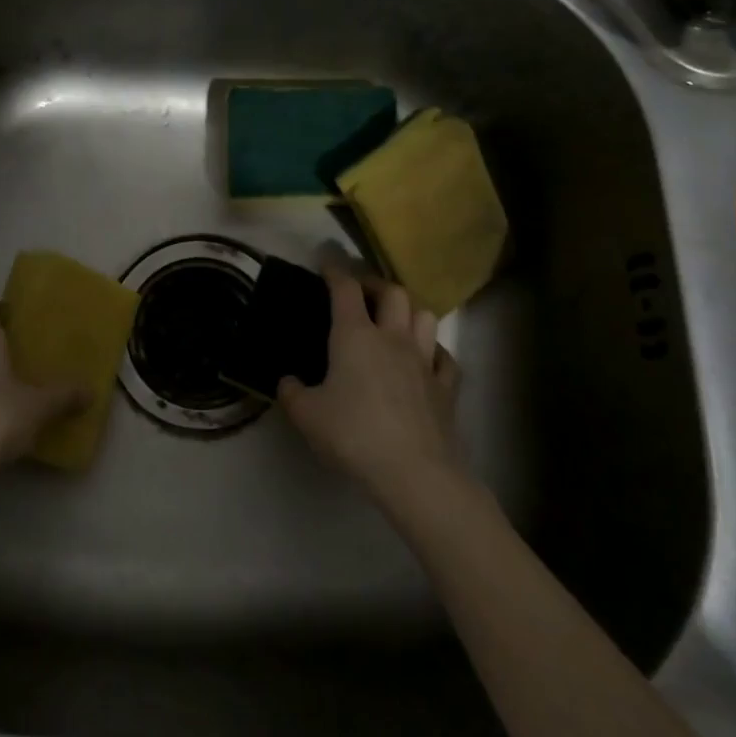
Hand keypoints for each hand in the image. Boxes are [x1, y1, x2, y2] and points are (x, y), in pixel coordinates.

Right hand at [278, 266, 461, 506]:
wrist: (413, 471)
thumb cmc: (353, 434)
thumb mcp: (306, 415)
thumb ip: (292, 392)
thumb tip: (288, 381)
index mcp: (355, 335)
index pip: (345, 289)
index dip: (335, 272)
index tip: (326, 265)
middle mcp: (392, 338)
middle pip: (393, 292)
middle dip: (376, 284)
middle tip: (362, 292)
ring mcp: (424, 360)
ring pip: (425, 316)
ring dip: (410, 311)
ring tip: (396, 320)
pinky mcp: (446, 387)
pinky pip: (445, 357)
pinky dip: (434, 352)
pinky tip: (426, 360)